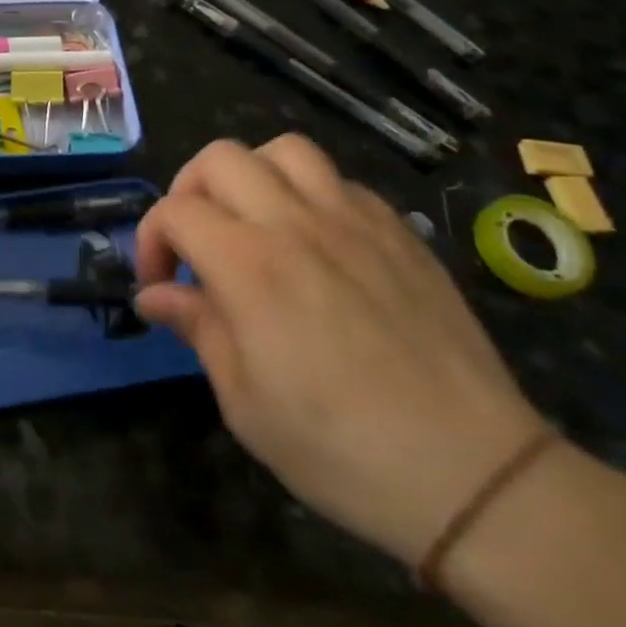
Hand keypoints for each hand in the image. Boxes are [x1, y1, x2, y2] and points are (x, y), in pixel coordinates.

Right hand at [134, 135, 546, 567]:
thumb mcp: (244, 402)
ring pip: (284, 150)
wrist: (474, 475)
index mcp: (248, 265)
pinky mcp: (398, 232)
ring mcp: (354, 221)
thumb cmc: (340, 448)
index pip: (176, 211)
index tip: (158, 283)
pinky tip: (316, 241)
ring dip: (252, 175)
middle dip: (190, 190)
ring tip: (253, 221)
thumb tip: (155, 295)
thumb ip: (197, 328)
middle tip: (196, 240)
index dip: (151, 240)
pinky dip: (310, 194)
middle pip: (220, 158)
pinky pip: (341, 182)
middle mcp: (295, 224)